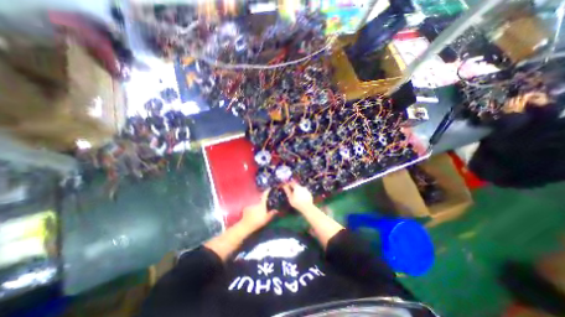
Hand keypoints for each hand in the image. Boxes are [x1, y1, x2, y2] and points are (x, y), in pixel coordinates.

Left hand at [241, 189, 277, 231]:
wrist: (246, 225)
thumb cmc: (258, 221)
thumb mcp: (267, 218)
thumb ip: (272, 213)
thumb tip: (276, 210)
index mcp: (261, 204)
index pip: (265, 195)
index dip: (267, 191)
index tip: (269, 188)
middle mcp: (256, 202)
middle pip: (259, 198)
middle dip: (262, 197)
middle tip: (265, 200)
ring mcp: (250, 204)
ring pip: (255, 202)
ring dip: (257, 203)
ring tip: (258, 207)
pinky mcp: (246, 208)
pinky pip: (250, 206)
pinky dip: (252, 207)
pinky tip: (252, 211)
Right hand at [281, 181, 313, 211]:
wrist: (307, 207)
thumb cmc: (297, 203)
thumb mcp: (290, 197)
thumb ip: (287, 191)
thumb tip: (284, 186)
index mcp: (297, 187)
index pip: (292, 183)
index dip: (289, 184)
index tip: (286, 186)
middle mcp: (302, 187)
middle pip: (297, 186)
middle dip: (293, 188)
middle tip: (291, 193)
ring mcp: (307, 190)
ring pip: (301, 189)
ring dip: (298, 191)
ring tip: (296, 197)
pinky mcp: (309, 194)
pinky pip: (304, 193)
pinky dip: (302, 194)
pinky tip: (301, 199)